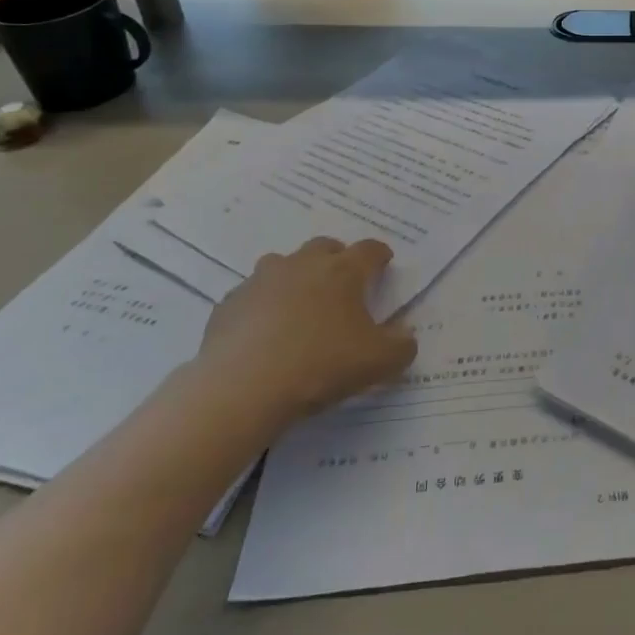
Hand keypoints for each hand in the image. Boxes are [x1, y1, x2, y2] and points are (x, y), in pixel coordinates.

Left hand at [198, 237, 416, 433]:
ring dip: (295, 276)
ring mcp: (260, 281)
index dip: (379, 255)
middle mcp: (302, 265)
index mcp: (343, 272)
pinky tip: (262, 333)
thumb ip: (401, 347)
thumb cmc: (320, 365)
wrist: (242, 387)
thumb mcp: (377, 363)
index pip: (369, 250)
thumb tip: (405, 336)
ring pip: (282, 264)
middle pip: (324, 247)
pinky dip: (261, 306)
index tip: (384, 263)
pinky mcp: (228, 304)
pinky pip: (251, 296)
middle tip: (342, 283)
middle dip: (336, 259)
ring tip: (299, 305)